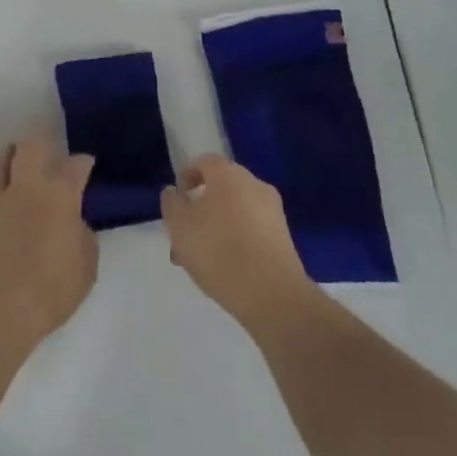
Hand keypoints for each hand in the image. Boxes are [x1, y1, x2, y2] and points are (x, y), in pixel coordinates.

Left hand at [0, 135, 96, 368]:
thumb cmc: (49, 291)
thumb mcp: (85, 269)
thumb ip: (83, 238)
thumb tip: (74, 225)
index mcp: (60, 196)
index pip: (76, 165)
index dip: (82, 163)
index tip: (85, 165)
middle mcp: (26, 187)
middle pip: (30, 147)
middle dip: (39, 143)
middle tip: (44, 152)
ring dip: (6, 160)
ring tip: (11, 165)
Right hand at [161, 154, 314, 333]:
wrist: (272, 294)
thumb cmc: (219, 252)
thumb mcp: (180, 227)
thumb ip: (172, 204)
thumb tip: (173, 191)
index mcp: (228, 174)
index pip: (204, 162)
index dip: (187, 176)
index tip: (177, 200)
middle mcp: (253, 183)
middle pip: (221, 187)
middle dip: (201, 207)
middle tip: (185, 236)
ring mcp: (272, 210)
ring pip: (236, 211)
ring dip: (217, 227)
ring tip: (201, 260)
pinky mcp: (284, 236)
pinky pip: (252, 228)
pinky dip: (237, 239)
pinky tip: (226, 268)